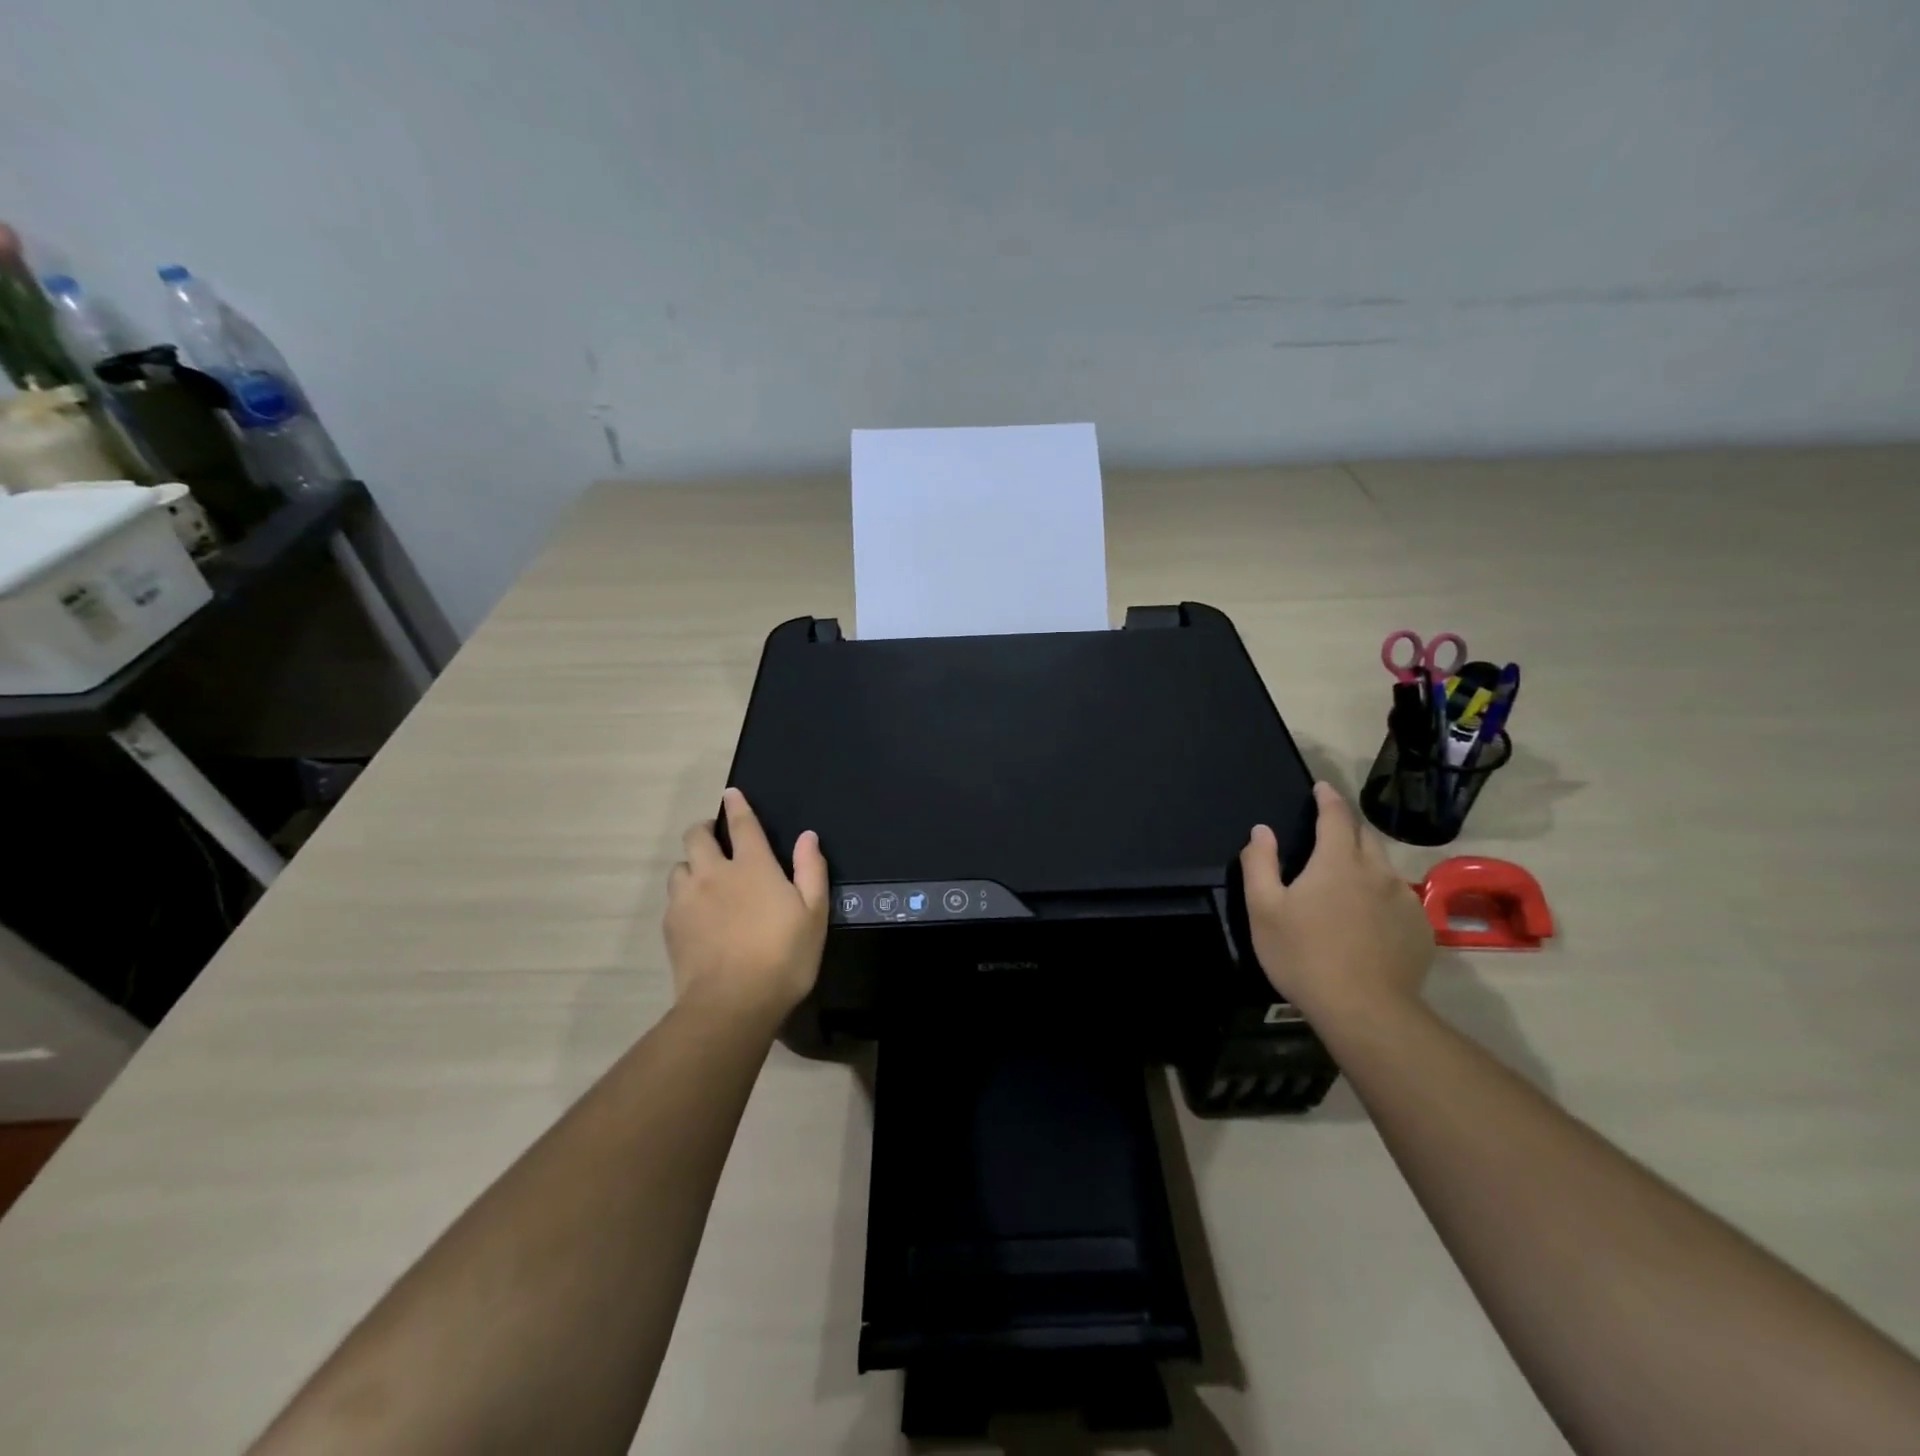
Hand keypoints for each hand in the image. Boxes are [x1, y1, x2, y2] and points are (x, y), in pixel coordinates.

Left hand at [664, 788, 829, 1021]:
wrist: (731, 1004)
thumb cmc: (783, 957)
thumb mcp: (813, 915)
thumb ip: (811, 870)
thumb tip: (807, 836)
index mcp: (753, 866)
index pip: (741, 824)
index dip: (737, 806)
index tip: (731, 794)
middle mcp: (715, 873)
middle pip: (697, 836)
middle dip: (704, 829)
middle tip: (715, 838)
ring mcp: (687, 899)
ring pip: (680, 866)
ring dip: (692, 864)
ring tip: (704, 878)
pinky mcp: (671, 925)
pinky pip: (673, 897)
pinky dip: (683, 895)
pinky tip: (695, 913)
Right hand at [1239, 782, 1433, 1023]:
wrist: (1365, 1011)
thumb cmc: (1303, 955)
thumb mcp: (1264, 909)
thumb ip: (1260, 864)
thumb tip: (1262, 830)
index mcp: (1338, 862)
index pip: (1336, 816)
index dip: (1328, 798)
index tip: (1322, 788)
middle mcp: (1377, 871)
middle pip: (1365, 837)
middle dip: (1347, 828)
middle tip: (1329, 833)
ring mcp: (1404, 901)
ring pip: (1384, 867)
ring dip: (1365, 862)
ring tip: (1348, 879)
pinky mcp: (1420, 929)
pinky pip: (1399, 899)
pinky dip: (1382, 895)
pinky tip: (1368, 918)